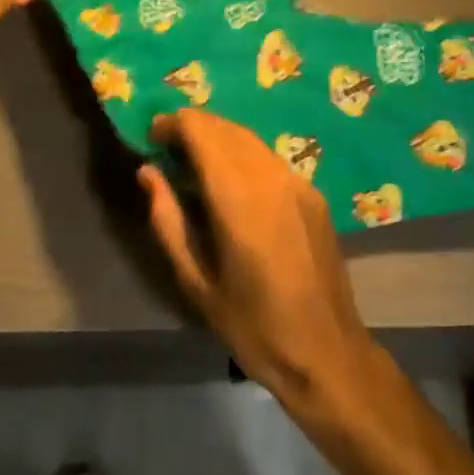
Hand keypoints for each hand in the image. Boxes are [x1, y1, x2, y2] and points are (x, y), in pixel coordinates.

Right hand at [140, 110, 378, 409]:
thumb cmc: (252, 326)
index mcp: (237, 196)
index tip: (152, 136)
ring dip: (220, 137)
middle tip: (168, 148)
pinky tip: (234, 182)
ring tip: (196, 162)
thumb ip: (168, 220)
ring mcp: (297, 180)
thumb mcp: (196, 282)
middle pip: (226, 127)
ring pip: (250, 138)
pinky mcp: (313, 191)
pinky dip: (244, 154)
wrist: (326, 351)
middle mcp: (269, 175)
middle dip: (194, 127)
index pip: (202, 131)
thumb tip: (148, 172)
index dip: (174, 124)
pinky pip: (270, 157)